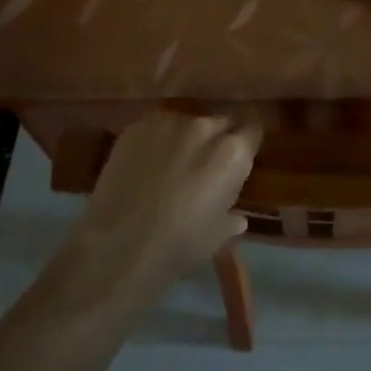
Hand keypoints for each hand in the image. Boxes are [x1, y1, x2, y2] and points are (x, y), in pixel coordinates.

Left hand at [65, 113, 260, 300]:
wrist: (118, 249)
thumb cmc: (178, 247)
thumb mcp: (217, 236)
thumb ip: (231, 216)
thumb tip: (238, 216)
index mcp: (233, 153)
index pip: (252, 130)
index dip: (246, 143)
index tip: (239, 158)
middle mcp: (206, 127)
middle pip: (220, 123)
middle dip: (216, 141)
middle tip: (203, 166)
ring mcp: (170, 122)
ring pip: (187, 124)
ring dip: (185, 139)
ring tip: (170, 166)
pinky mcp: (139, 125)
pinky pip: (157, 127)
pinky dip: (157, 141)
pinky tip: (145, 164)